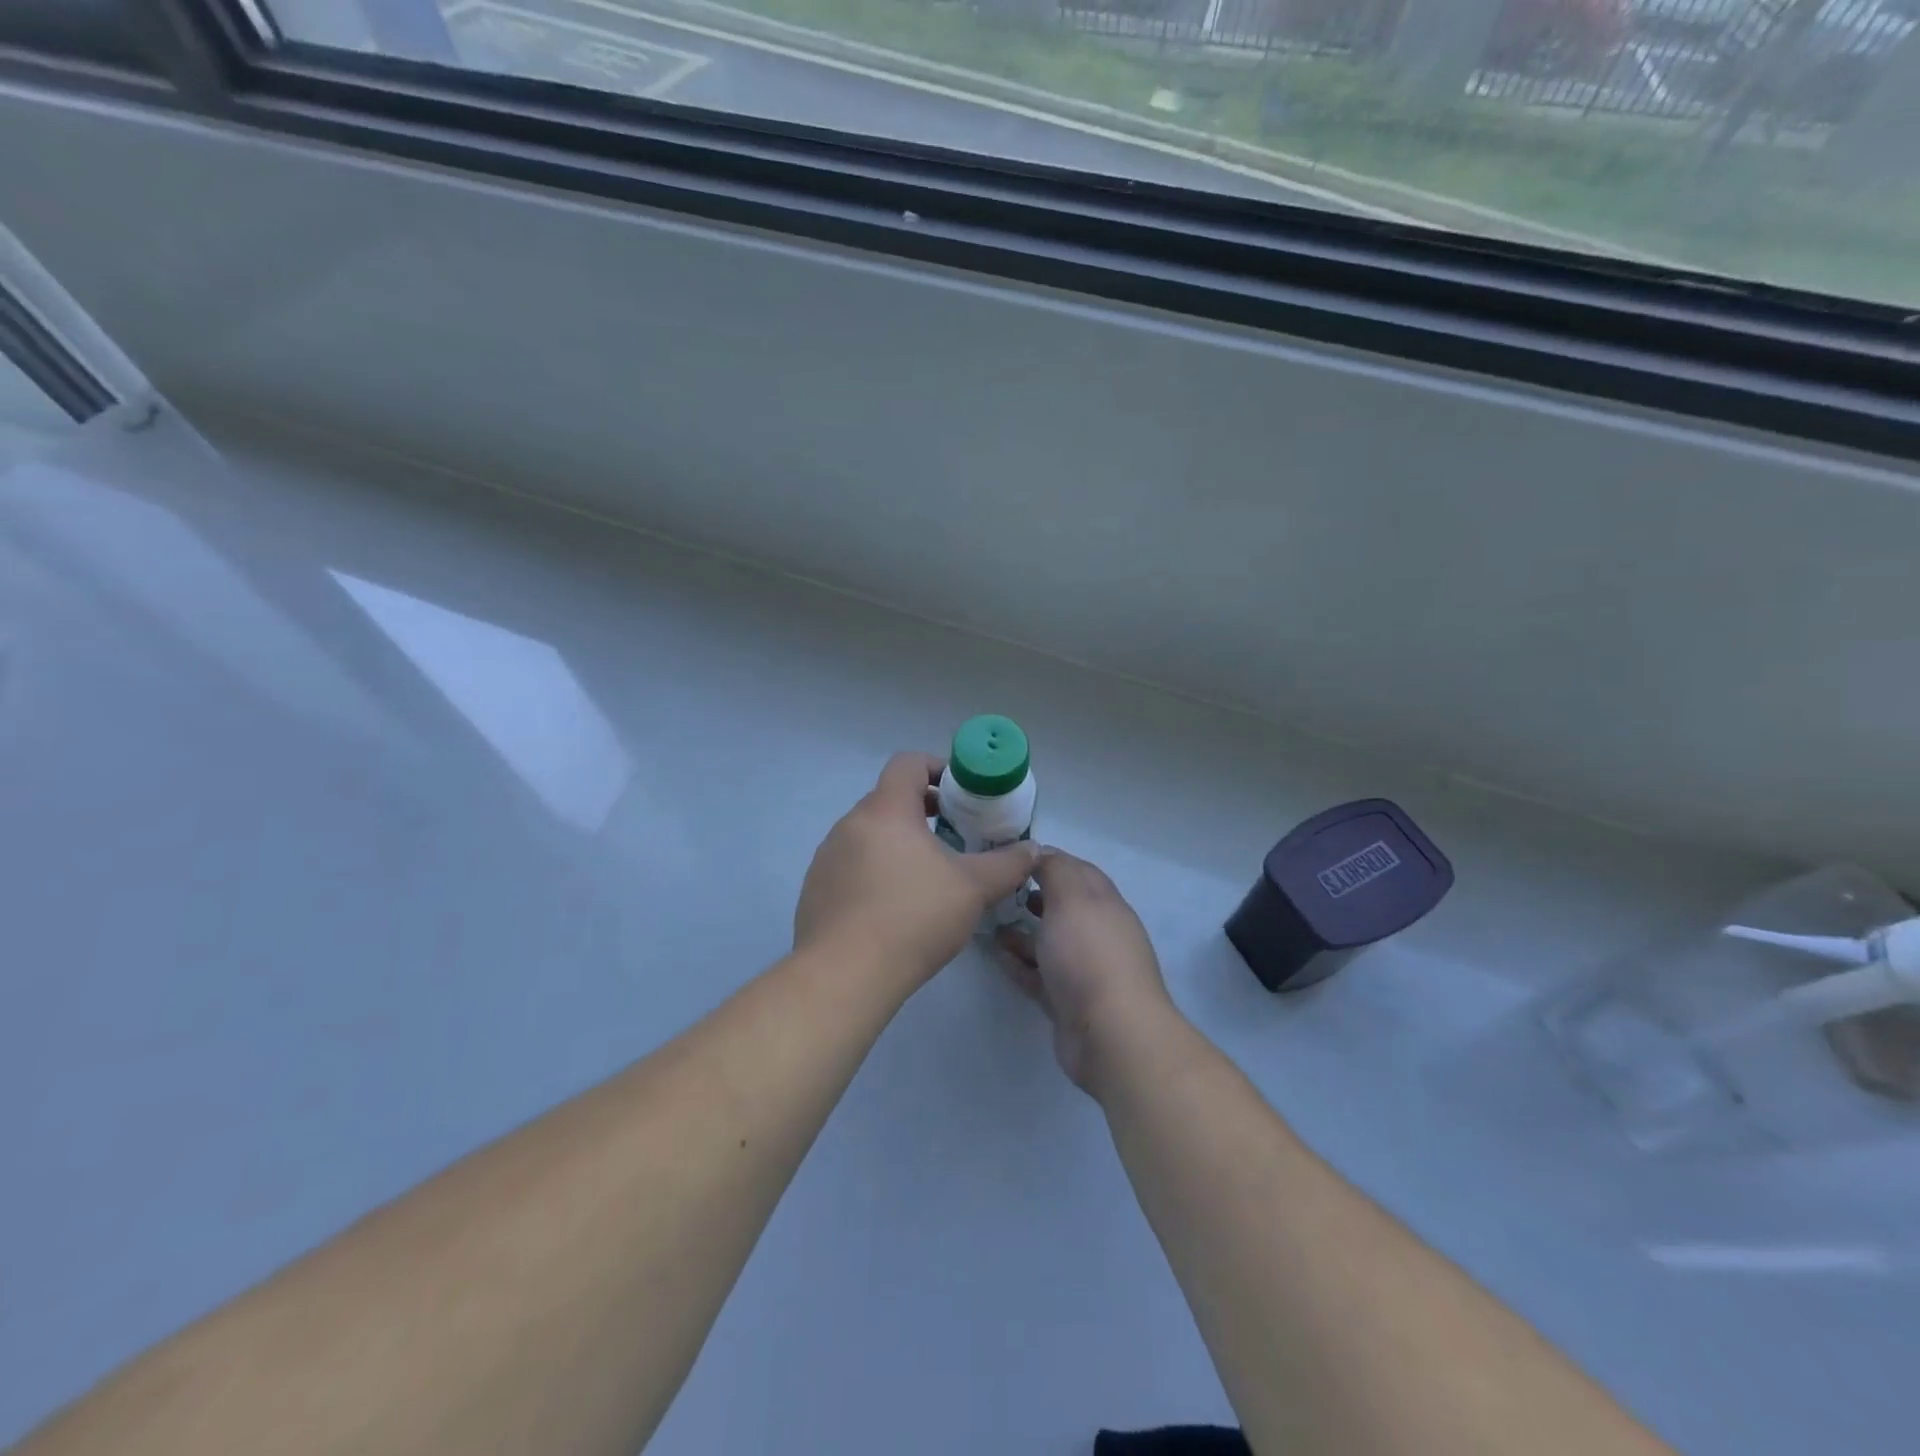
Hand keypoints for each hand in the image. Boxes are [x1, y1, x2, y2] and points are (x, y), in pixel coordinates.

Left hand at [794, 752, 1038, 988]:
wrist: (845, 975)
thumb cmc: (914, 917)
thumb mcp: (973, 889)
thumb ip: (1008, 864)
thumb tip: (1032, 849)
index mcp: (885, 810)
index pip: (908, 763)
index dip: (937, 767)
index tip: (961, 792)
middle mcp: (850, 824)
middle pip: (889, 799)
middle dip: (923, 810)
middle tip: (954, 835)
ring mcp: (828, 856)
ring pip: (869, 834)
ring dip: (898, 842)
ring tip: (927, 875)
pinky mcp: (816, 888)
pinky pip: (851, 864)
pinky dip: (875, 870)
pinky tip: (894, 907)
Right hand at [994, 849, 1176, 1093]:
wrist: (1110, 1034)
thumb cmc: (1090, 954)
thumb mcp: (1071, 898)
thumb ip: (1056, 870)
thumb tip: (1041, 851)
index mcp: (1104, 903)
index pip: (1077, 871)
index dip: (1048, 860)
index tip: (1013, 856)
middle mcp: (1097, 933)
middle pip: (1062, 907)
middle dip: (1032, 896)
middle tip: (998, 890)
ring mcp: (1083, 970)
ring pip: (1048, 942)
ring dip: (1021, 931)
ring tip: (989, 923)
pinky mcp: (1067, 1002)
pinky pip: (1038, 975)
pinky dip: (1018, 964)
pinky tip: (996, 956)